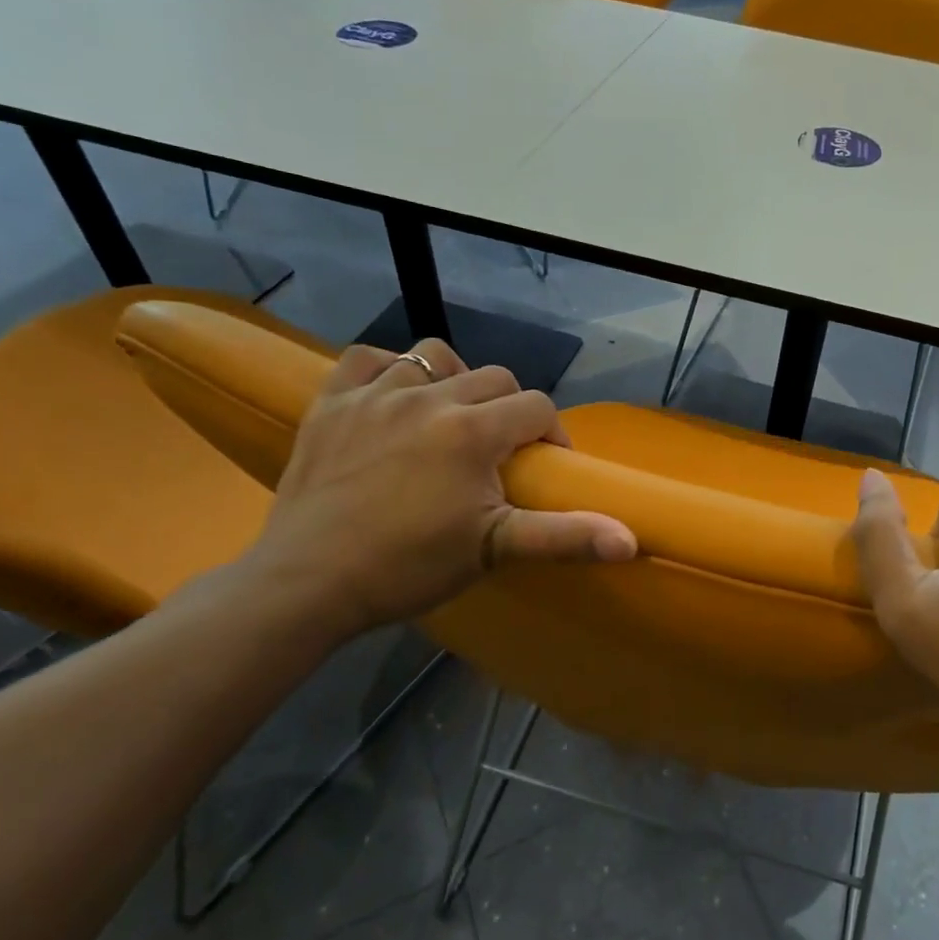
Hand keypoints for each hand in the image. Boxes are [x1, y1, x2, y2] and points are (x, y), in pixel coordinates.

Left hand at [236, 340, 635, 644]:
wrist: (307, 583)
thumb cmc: (408, 567)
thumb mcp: (494, 551)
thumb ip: (564, 536)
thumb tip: (631, 541)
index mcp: (473, 430)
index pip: (536, 406)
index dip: (552, 434)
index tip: (544, 467)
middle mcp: (429, 397)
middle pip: (493, 378)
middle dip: (509, 409)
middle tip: (499, 452)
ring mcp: (375, 394)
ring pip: (433, 356)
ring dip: (453, 380)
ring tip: (449, 417)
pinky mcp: (331, 403)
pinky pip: (367, 359)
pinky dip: (387, 370)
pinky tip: (393, 399)